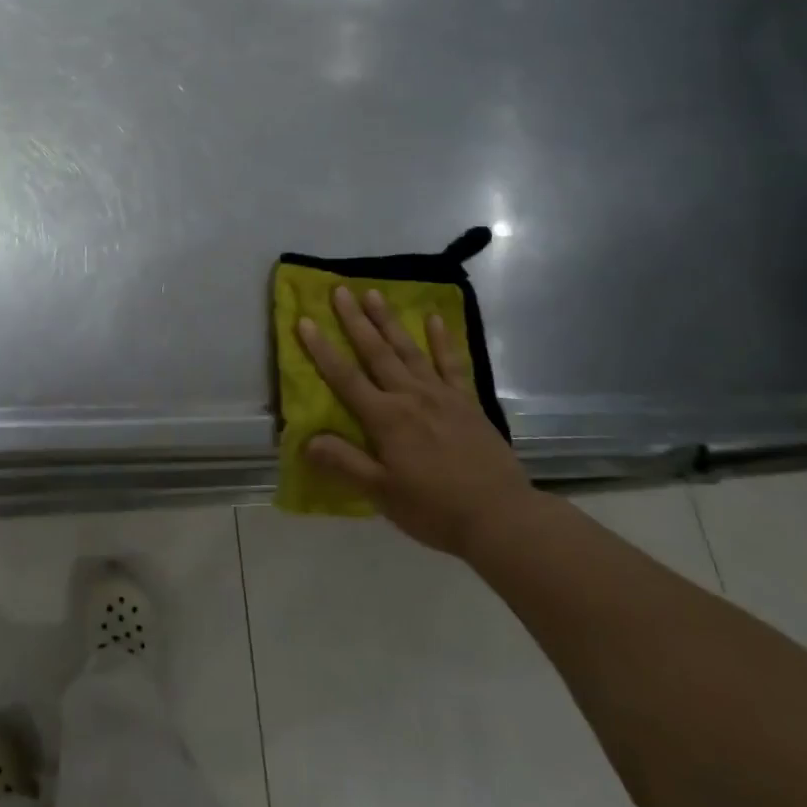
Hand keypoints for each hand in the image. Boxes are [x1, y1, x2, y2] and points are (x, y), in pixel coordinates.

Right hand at [296, 285, 539, 557]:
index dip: (322, 349)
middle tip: (340, 290)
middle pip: (376, 352)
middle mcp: (410, 397)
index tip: (304, 321)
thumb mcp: (382, 493)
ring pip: (408, 349)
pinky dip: (442, 339)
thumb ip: (345, 462)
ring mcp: (441, 395)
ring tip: (374, 293)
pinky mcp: (466, 402)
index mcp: (385, 419)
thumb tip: (307, 439)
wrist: (502, 517)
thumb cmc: (434, 508)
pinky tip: (434, 318)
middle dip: (355, 320)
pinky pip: (451, 363)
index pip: (345, 378)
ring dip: (388, 320)